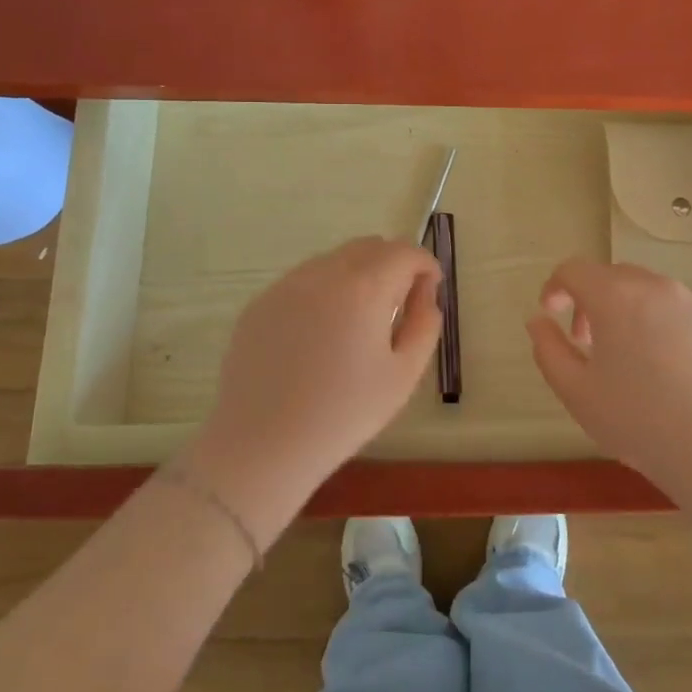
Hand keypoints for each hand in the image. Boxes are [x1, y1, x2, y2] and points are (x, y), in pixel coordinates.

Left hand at [182, 238, 442, 539]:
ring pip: (334, 260)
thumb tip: (425, 295)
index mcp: (363, 287)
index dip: (426, 265)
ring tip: (358, 322)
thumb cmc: (343, 414)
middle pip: (369, 246)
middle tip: (399, 305)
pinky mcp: (261, 302)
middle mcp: (323, 272)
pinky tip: (319, 335)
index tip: (430, 290)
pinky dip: (324, 291)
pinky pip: (304, 280)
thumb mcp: (403, 375)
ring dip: (358, 274)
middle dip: (393, 265)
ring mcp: (286, 284)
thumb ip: (425, 324)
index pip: (404, 252)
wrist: (261, 444)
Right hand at [527, 259, 691, 495]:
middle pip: (615, 277)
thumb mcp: (577, 393)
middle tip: (588, 343)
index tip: (551, 314)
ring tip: (633, 362)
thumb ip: (548, 350)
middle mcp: (658, 287)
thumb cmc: (641, 422)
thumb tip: (538, 321)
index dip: (555, 287)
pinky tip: (674, 374)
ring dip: (631, 314)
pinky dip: (667, 330)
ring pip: (652, 295)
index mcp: (616, 296)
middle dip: (593, 301)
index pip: (575, 269)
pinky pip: (685, 315)